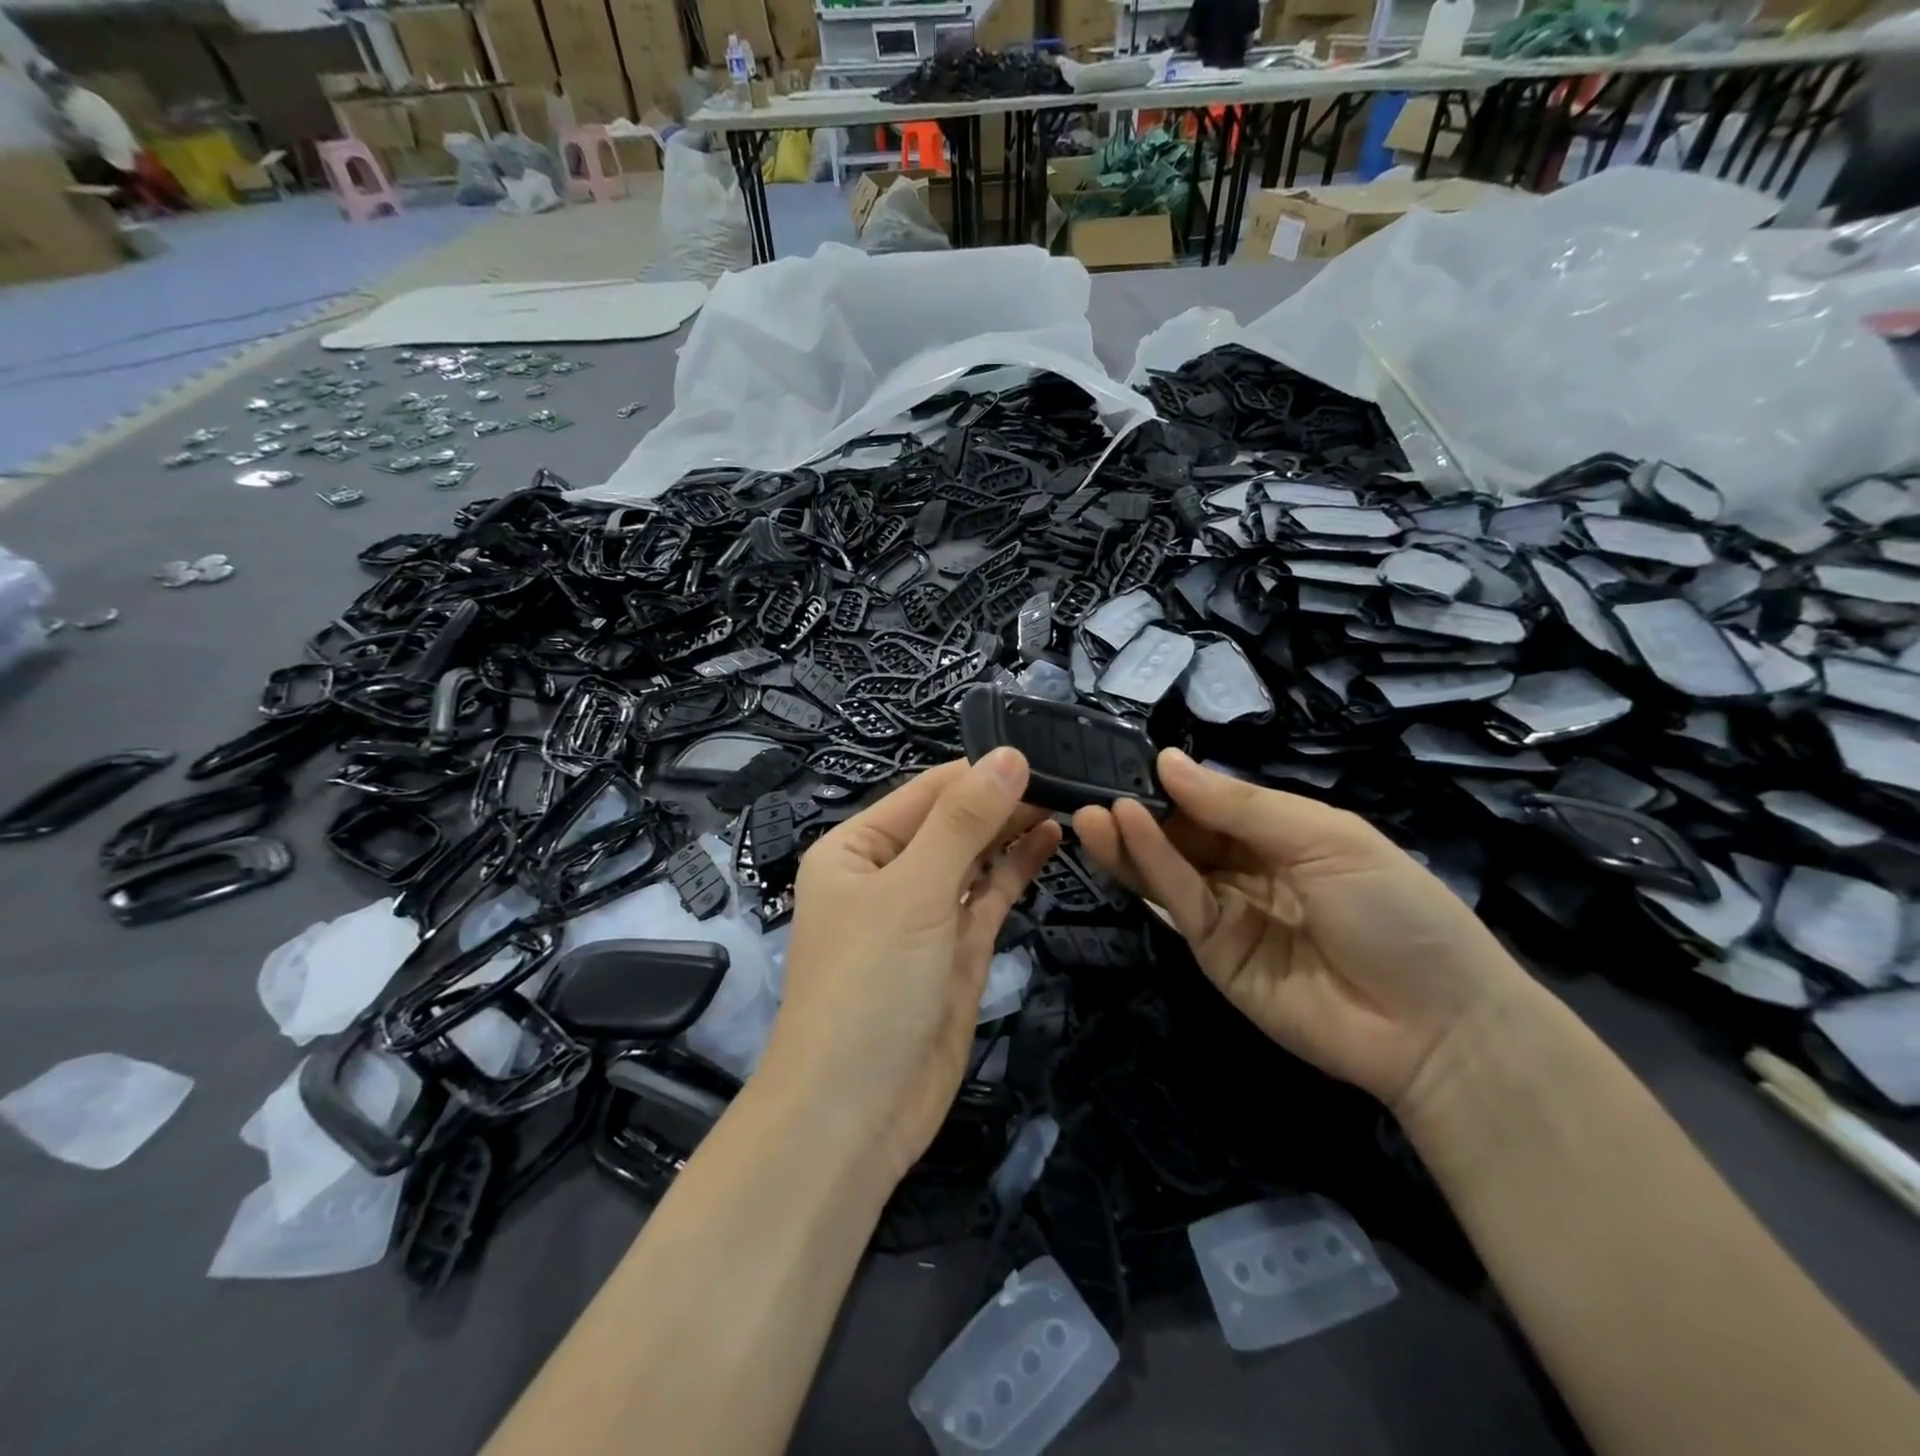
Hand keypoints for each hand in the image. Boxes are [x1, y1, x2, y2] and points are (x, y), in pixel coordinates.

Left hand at [765, 752, 1062, 1186]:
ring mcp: (925, 915)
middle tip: (1069, 773)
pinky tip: (1050, 839)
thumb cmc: (870, 984)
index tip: (1042, 749)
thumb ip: (964, 822)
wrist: (856, 1113)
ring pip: (975, 858)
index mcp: (856, 848)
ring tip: (1069, 798)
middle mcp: (888, 875)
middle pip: (952, 822)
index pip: (926, 792)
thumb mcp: (914, 890)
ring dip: (1014, 829)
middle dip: (1002, 799)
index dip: (980, 771)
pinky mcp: (956, 951)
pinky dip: (1017, 868)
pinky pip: (988, 897)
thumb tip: (1008, 755)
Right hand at [1072, 749, 1532, 1112]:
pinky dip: (1149, 866)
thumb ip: (1242, 804)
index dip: (1176, 782)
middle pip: (1183, 834)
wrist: (1436, 1029)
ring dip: (1128, 838)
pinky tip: (1122, 831)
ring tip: (1089, 810)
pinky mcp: (1211, 953)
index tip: (1128, 758)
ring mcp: (1228, 912)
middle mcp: (1248, 869)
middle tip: (1091, 785)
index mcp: (1283, 834)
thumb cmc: (1396, 910)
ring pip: (1168, 868)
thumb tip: (1168, 760)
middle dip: (1141, 810)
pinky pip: (1178, 902)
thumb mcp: (1326, 838)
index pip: (1215, 801)